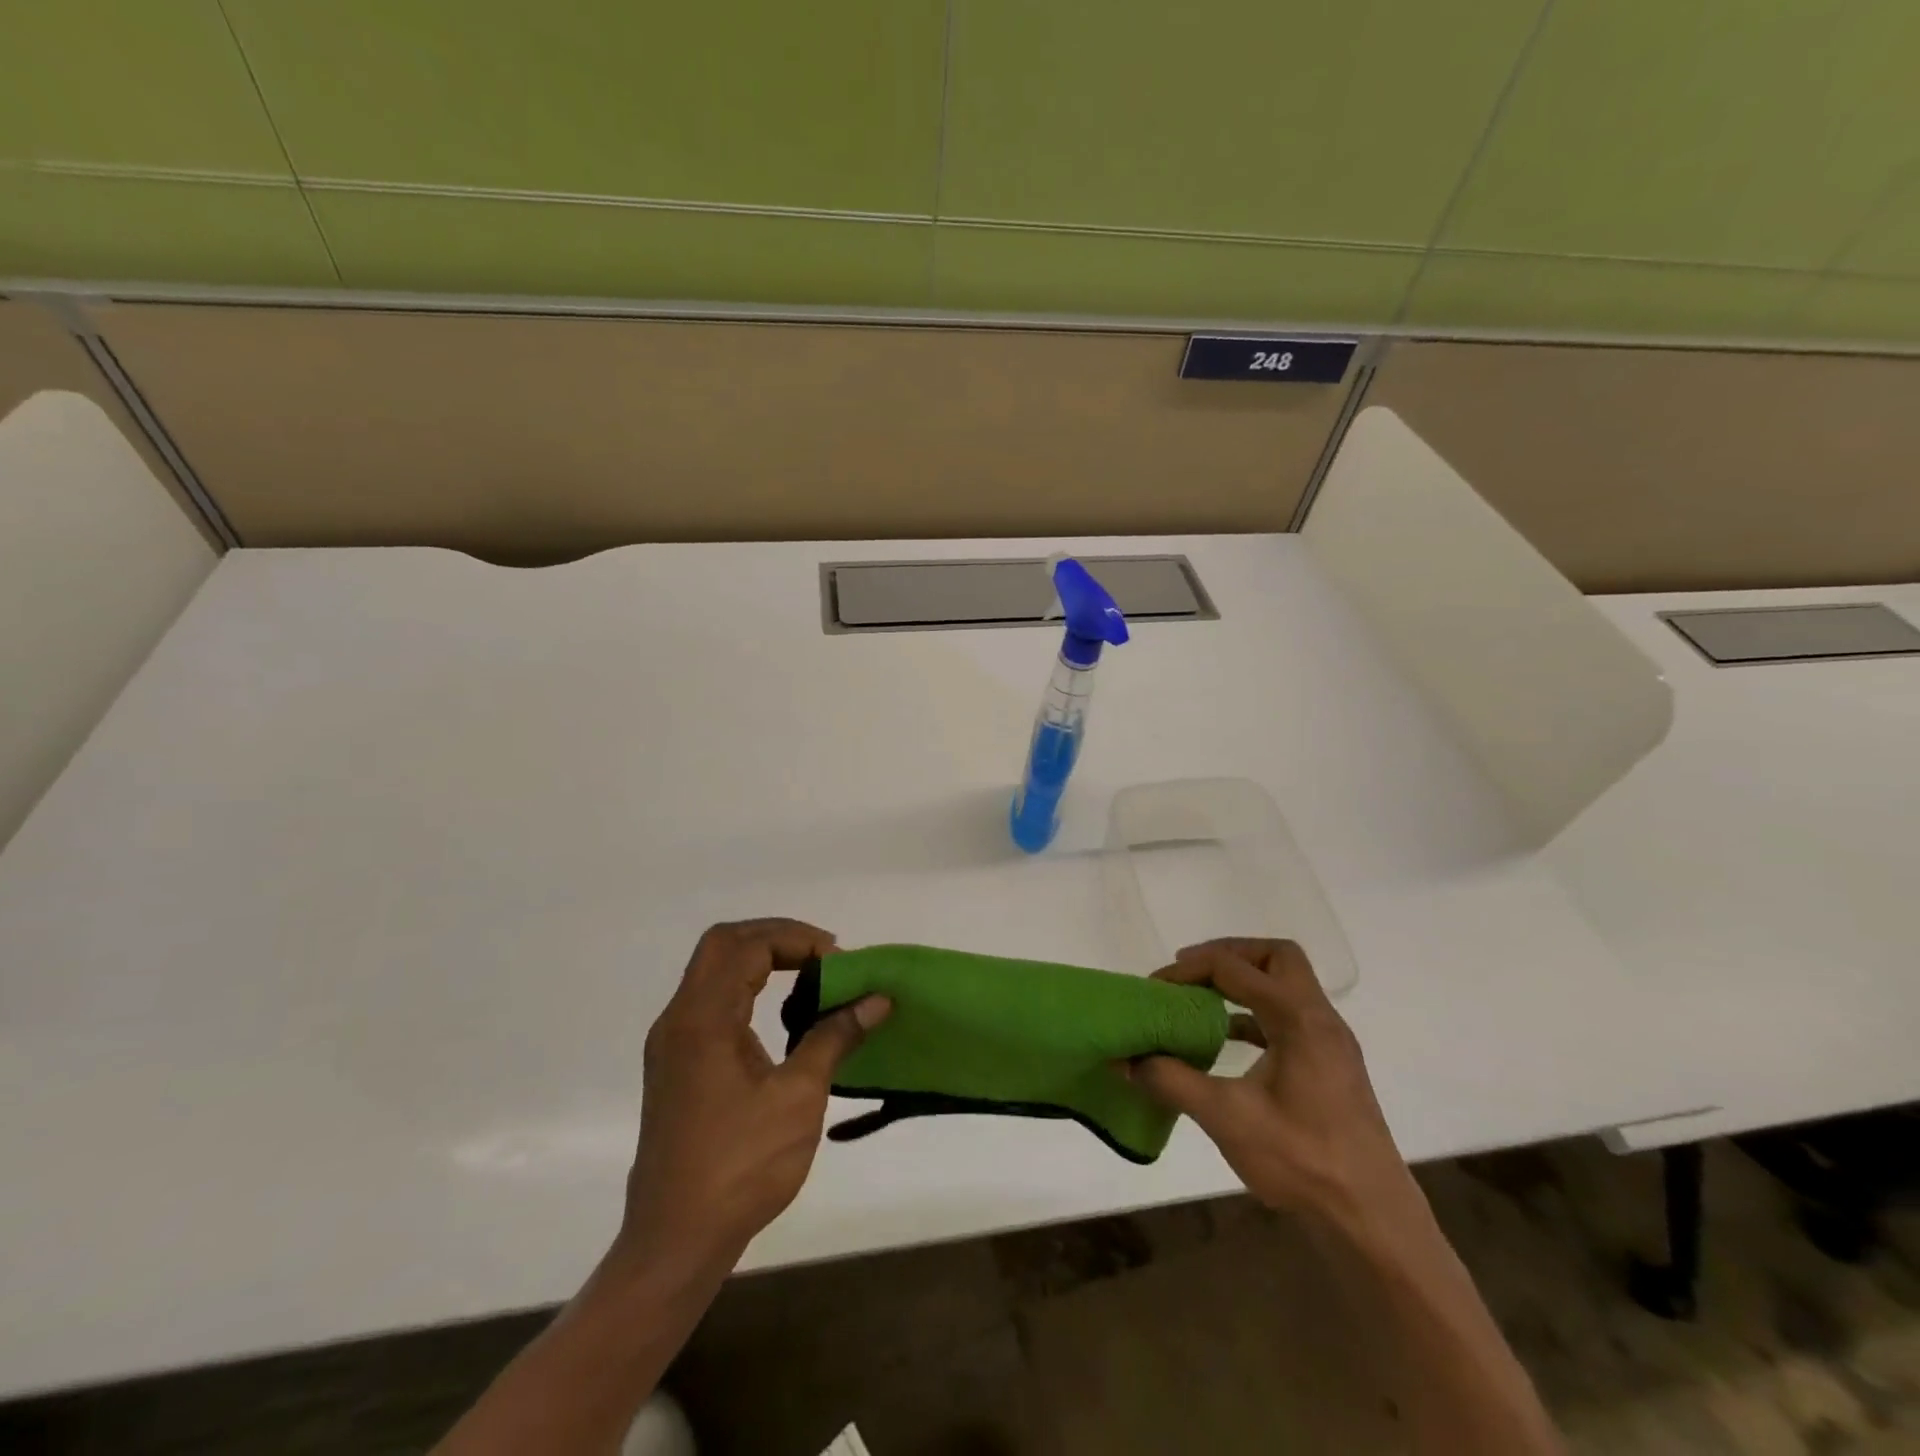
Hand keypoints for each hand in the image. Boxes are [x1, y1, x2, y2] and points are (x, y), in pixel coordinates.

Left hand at [615, 919, 889, 1270]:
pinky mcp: (676, 1065)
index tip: (837, 960)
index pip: (747, 946)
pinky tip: (780, 1016)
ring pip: (713, 971)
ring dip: (759, 960)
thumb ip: (834, 1038)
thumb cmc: (740, 1167)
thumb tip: (877, 1000)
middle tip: (821, 954)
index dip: (796, 940)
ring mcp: (672, 1043)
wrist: (674, 1241)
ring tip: (809, 976)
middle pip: (722, 944)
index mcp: (704, 1019)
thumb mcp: (799, 1098)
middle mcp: (680, 1019)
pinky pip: (710, 1001)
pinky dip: (746, 988)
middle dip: (775, 937)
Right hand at [1129, 938, 1410, 1223]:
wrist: (1373, 1222)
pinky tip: (1227, 1040)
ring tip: (1202, 1000)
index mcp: (1299, 1018)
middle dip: (1229, 955)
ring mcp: (1330, 1043)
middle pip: (1276, 957)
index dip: (1190, 969)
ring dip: (1244, 983)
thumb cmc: (1303, 1161)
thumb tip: (1125, 1060)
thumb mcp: (1227, 1118)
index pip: (1236, 968)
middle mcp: (1320, 1019)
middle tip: (1191, 972)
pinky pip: (1289, 1017)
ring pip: (1287, 985)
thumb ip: (1172, 1081)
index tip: (1156, 986)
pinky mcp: (1331, 1067)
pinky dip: (1255, 1014)